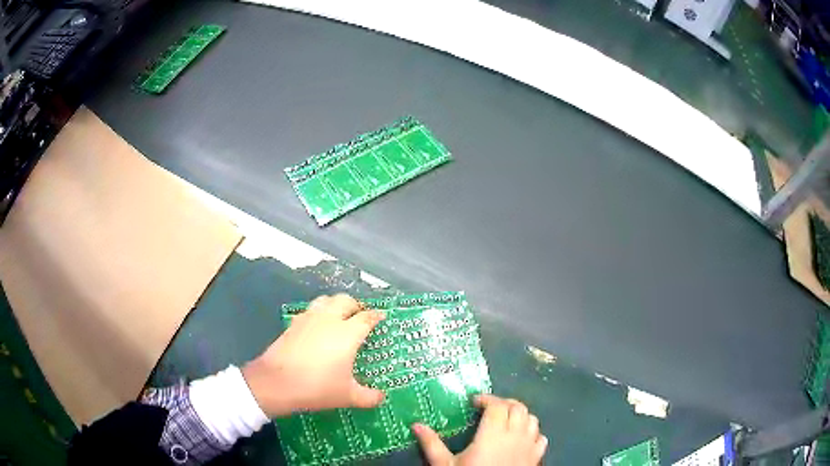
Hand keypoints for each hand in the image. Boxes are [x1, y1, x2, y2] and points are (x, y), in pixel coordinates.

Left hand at [241, 294, 385, 417]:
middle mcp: (329, 320)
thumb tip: (382, 398)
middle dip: (356, 305)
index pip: (366, 317)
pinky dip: (318, 312)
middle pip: (346, 300)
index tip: (382, 316)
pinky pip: (310, 310)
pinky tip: (317, 326)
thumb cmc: (317, 387)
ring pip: (326, 300)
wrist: (276, 383)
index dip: (376, 315)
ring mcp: (308, 319)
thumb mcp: (348, 396)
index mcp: (347, 333)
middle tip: (361, 316)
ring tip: (339, 316)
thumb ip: (369, 397)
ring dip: (336, 304)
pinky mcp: (293, 323)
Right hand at [413, 395, 547, 465]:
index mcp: (493, 434)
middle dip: (504, 403)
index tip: (474, 402)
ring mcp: (530, 446)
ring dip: (520, 415)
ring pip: (532, 419)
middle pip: (518, 408)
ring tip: (505, 421)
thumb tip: (416, 425)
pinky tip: (522, 439)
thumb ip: (432, 444)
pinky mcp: (536, 457)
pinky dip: (533, 433)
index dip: (487, 398)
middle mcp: (515, 435)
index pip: (497, 405)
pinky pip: (541, 437)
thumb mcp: (444, 464)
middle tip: (489, 408)